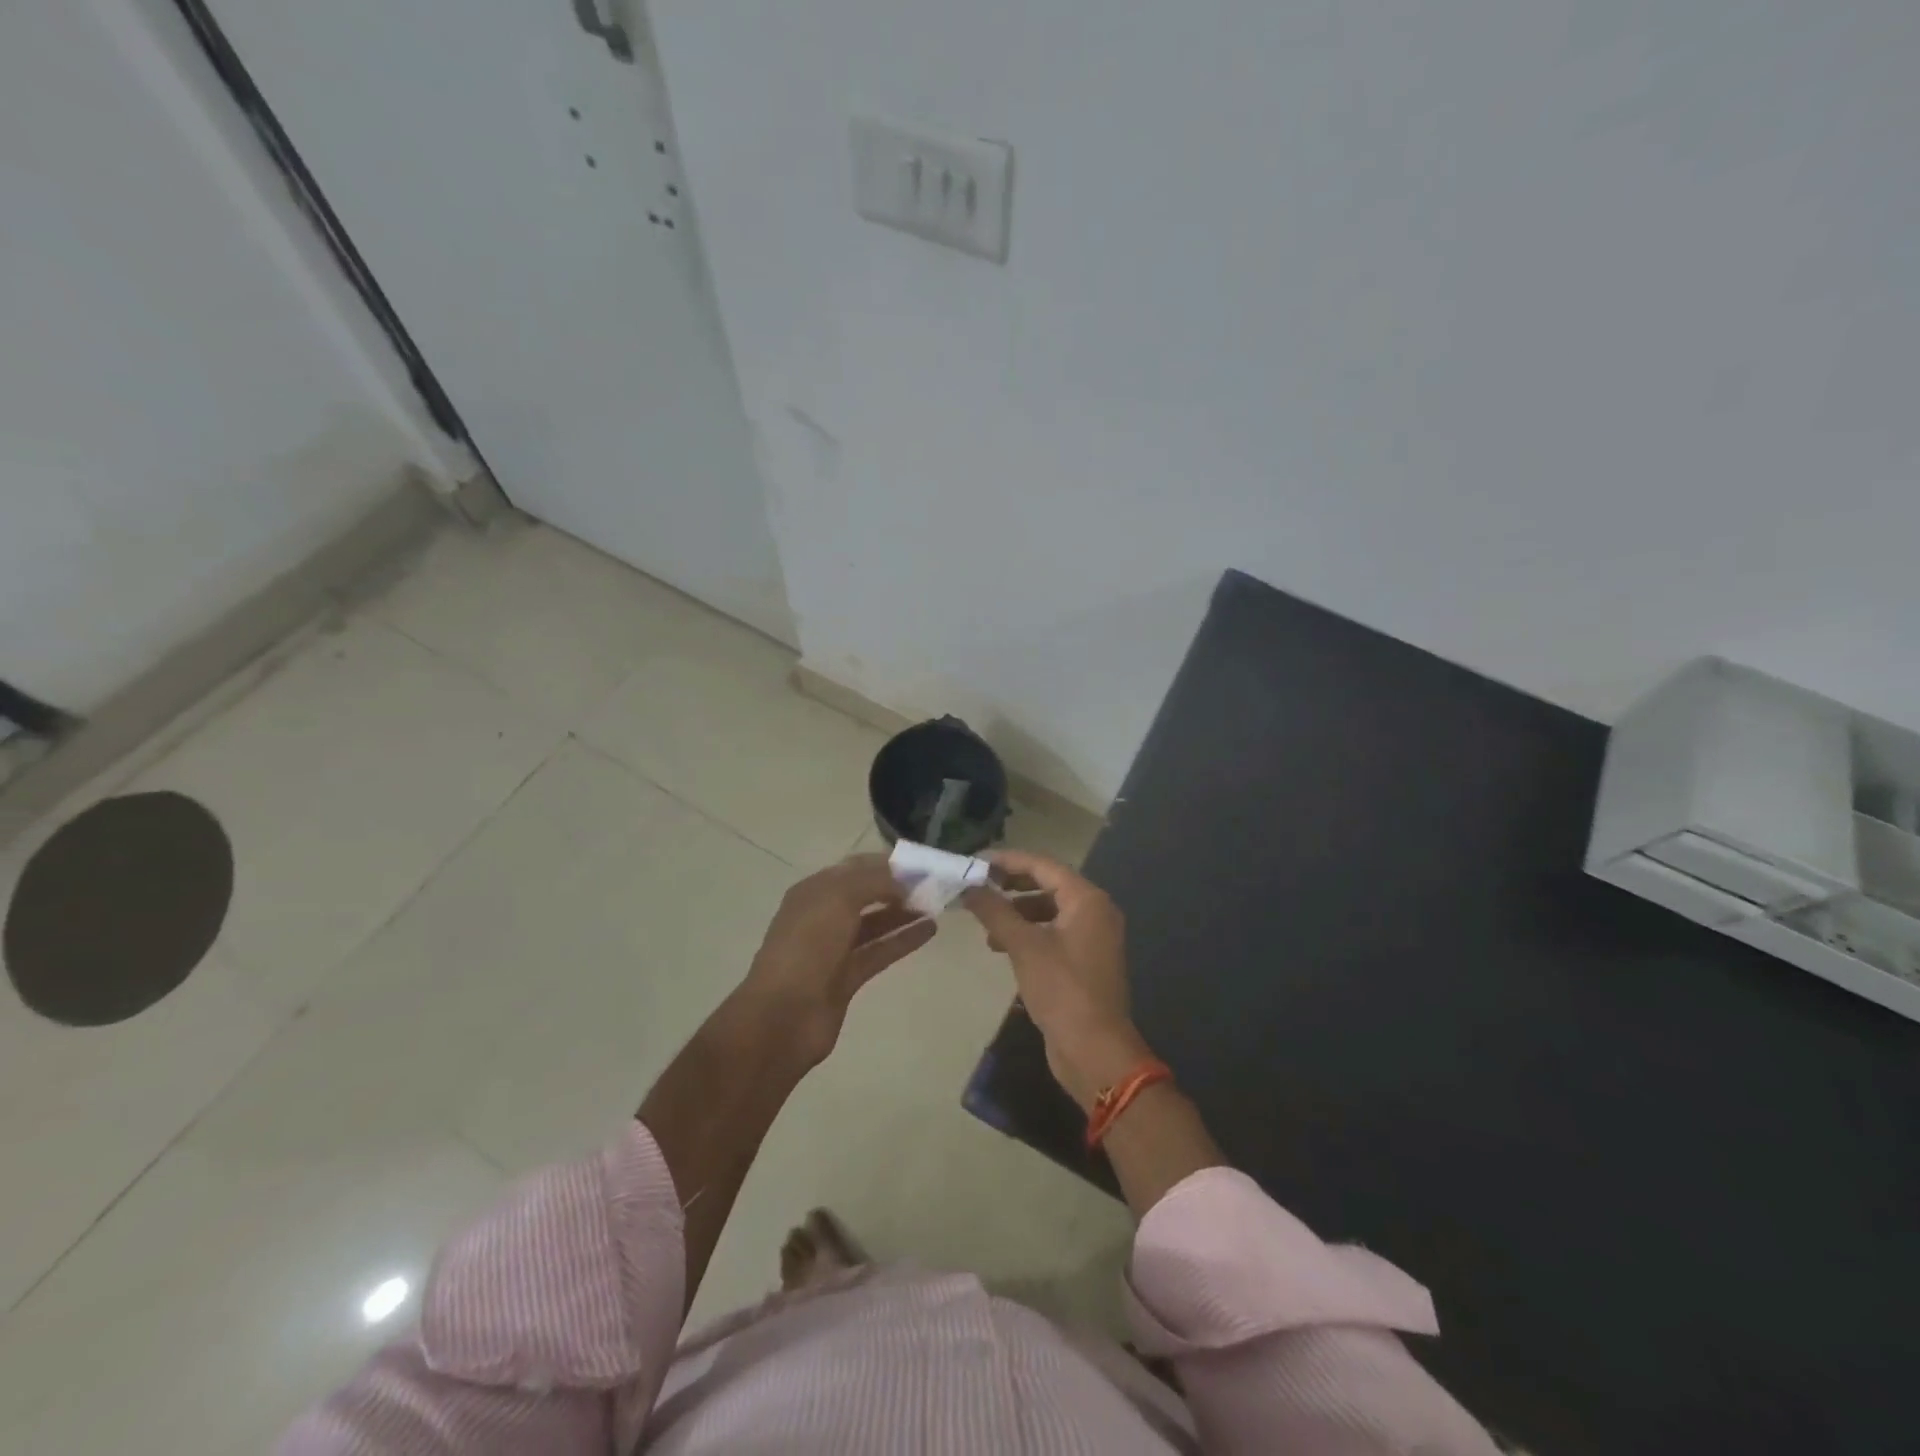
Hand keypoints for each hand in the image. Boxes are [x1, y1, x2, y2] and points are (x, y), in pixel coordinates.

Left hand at [742, 854, 935, 1063]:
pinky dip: (903, 940)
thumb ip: (874, 882)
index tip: (921, 862)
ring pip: (875, 923)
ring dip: (903, 912)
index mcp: (814, 891)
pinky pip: (880, 950)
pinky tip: (930, 930)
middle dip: (897, 887)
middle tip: (934, 884)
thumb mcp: (839, 899)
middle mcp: (823, 916)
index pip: (854, 867)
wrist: (783, 1015)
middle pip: (866, 894)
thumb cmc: (808, 946)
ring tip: (937, 904)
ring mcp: (834, 948)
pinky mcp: (847, 977)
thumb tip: (903, 880)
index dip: (886, 863)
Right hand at [962, 850, 1152, 1109]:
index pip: (1043, 865)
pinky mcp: (1085, 961)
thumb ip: (995, 911)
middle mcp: (1095, 911)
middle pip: (1048, 885)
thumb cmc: (1062, 990)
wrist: (1095, 1051)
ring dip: (1017, 912)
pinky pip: (1053, 933)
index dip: (1008, 860)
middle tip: (978, 888)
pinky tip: (1003, 947)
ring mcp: (1093, 937)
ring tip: (986, 925)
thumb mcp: (1024, 946)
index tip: (976, 863)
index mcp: (1087, 900)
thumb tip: (969, 886)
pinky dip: (1029, 933)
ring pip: (1049, 910)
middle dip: (1011, 886)